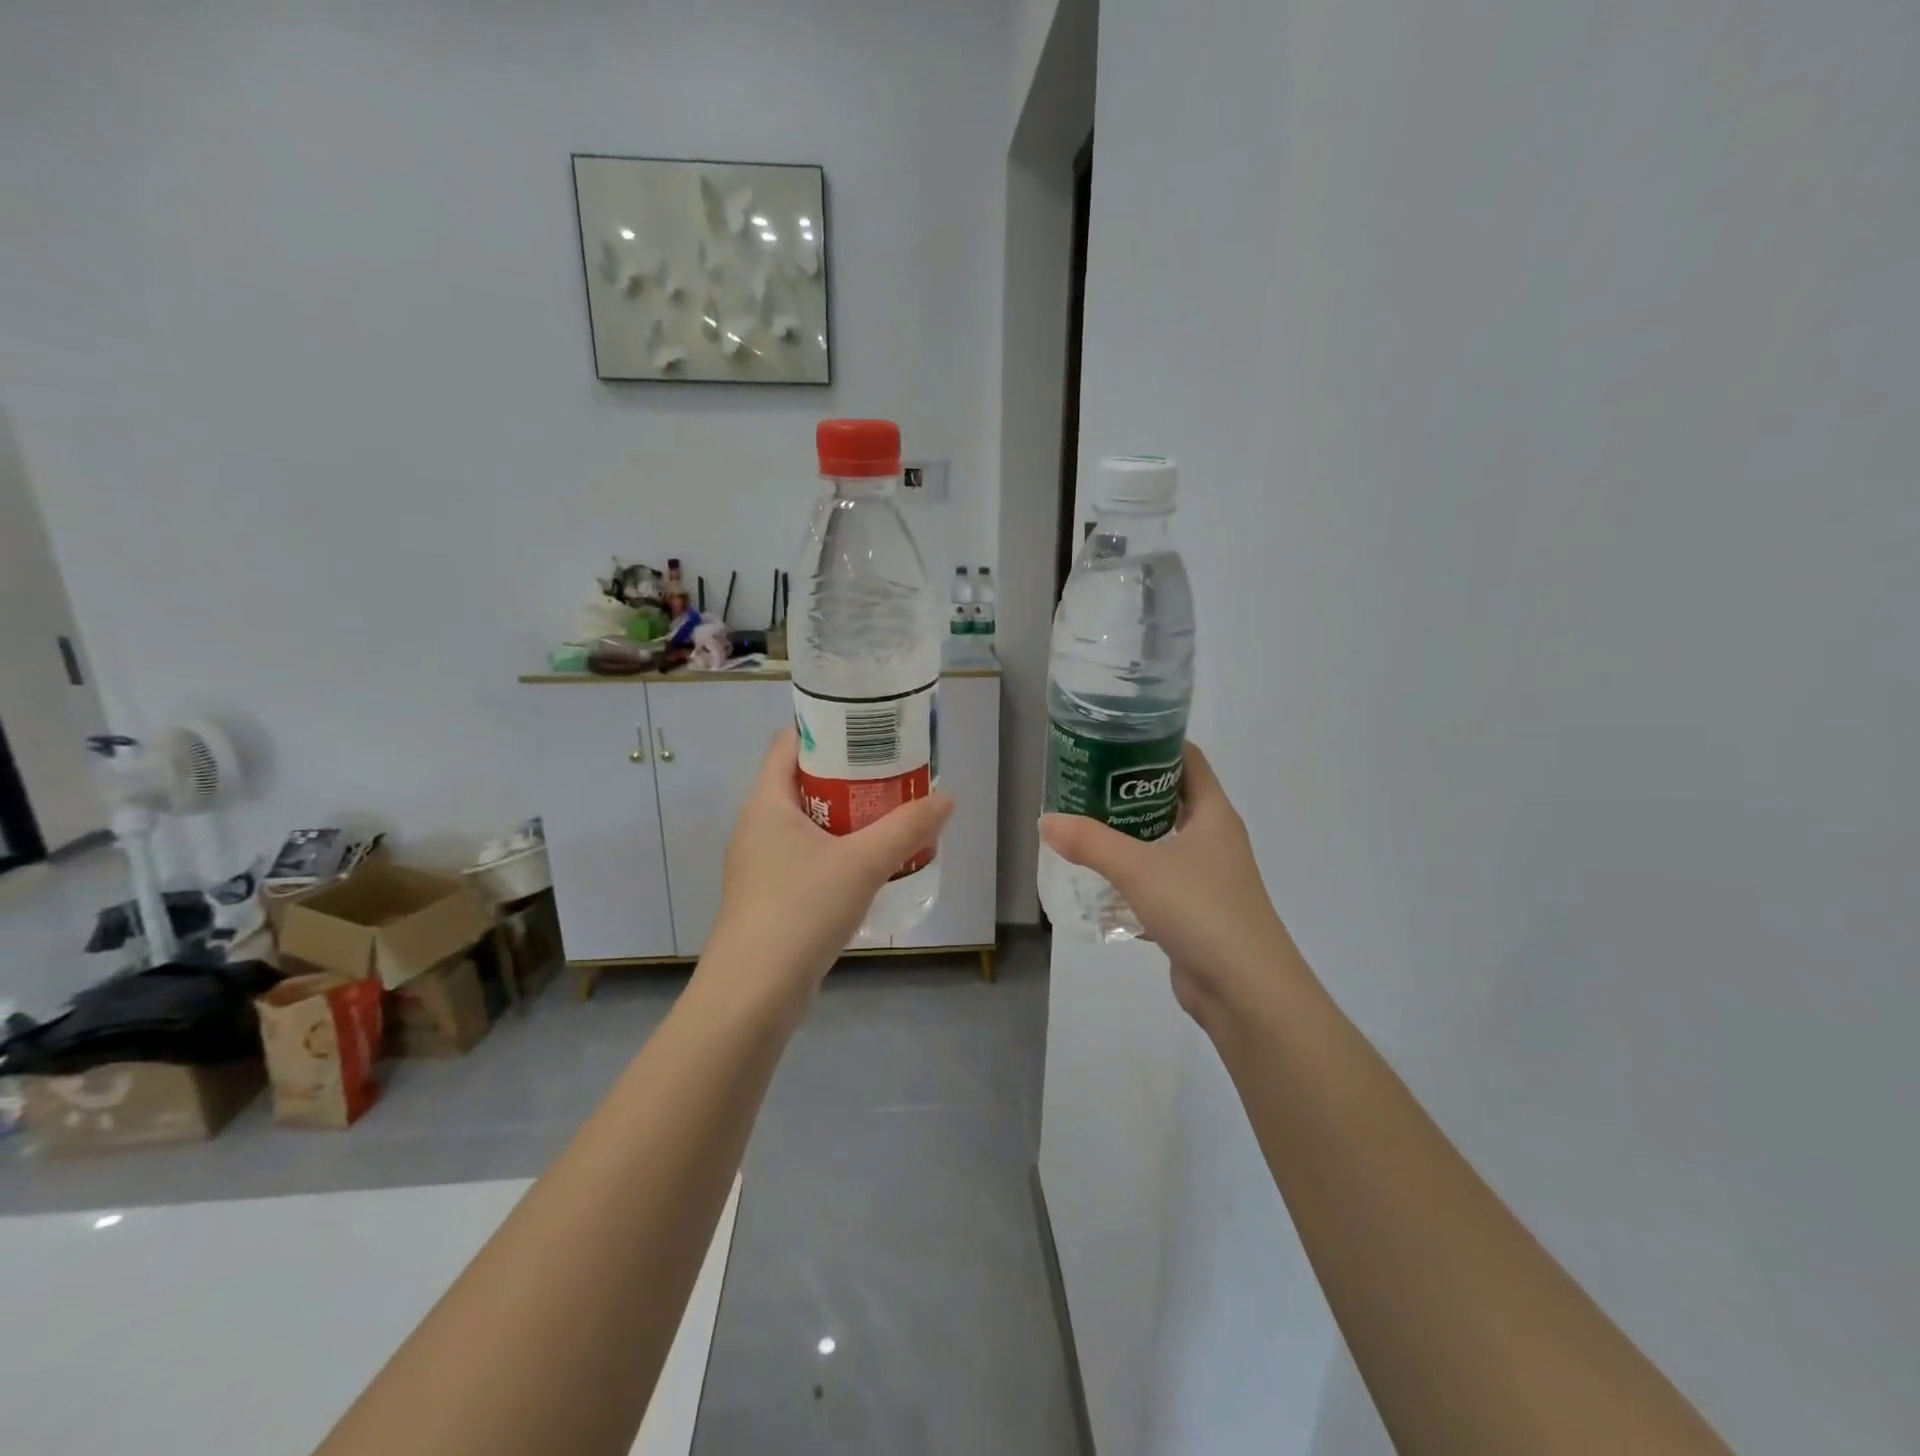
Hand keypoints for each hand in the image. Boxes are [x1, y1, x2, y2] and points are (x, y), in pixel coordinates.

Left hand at [704, 726, 953, 1001]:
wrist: (754, 992)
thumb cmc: (802, 909)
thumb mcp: (863, 863)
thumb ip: (907, 828)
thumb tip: (946, 799)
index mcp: (766, 802)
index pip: (790, 743)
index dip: (827, 730)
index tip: (869, 731)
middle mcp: (757, 826)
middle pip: (802, 783)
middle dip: (848, 777)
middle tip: (893, 775)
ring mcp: (759, 865)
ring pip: (806, 824)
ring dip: (845, 818)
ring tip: (889, 817)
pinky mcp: (768, 898)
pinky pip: (806, 858)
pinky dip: (836, 853)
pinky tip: (869, 867)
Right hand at [1039, 741, 1302, 1029]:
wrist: (1245, 991)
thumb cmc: (1201, 910)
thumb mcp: (1138, 868)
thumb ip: (1090, 842)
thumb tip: (1046, 820)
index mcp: (1213, 815)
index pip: (1188, 760)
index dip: (1155, 743)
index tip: (1113, 738)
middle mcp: (1213, 840)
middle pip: (1171, 799)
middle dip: (1129, 790)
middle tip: (1085, 782)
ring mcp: (1207, 878)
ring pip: (1162, 843)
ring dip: (1128, 835)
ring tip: (1083, 825)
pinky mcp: (1195, 912)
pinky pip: (1158, 882)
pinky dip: (1131, 878)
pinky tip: (1098, 881)